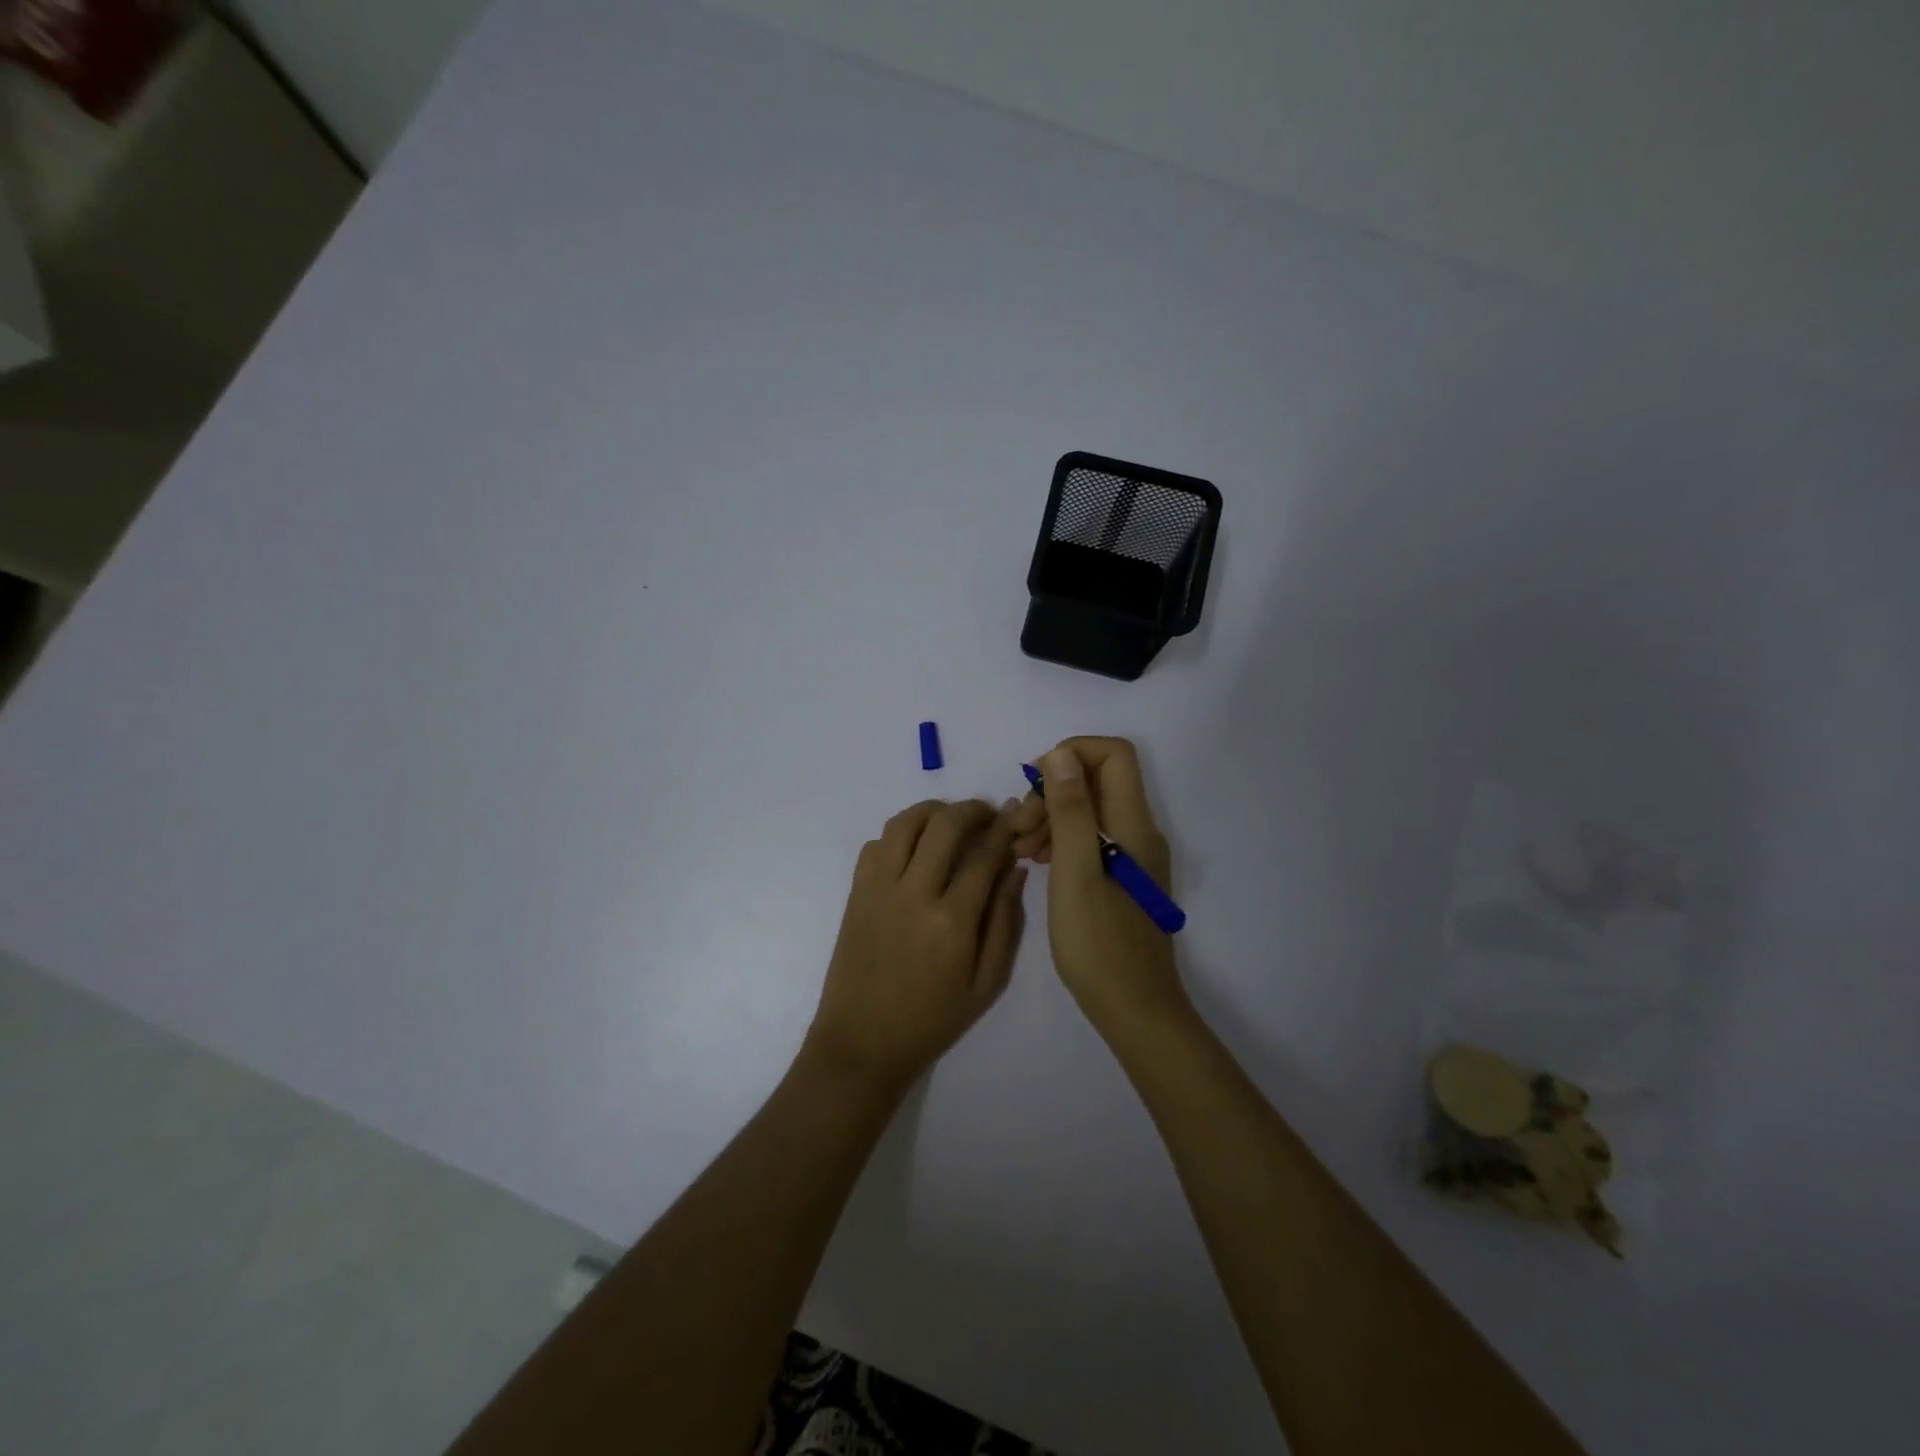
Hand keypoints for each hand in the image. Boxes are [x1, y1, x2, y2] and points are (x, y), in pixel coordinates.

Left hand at [804, 799, 1027, 1091]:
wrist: (861, 1043)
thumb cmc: (931, 1020)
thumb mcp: (986, 983)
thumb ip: (1004, 923)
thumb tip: (1015, 872)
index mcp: (952, 921)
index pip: (984, 855)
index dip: (1004, 831)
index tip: (1015, 821)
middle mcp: (913, 893)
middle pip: (944, 824)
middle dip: (972, 809)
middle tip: (988, 815)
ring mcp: (878, 888)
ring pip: (904, 823)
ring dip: (933, 811)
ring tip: (951, 820)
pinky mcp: (855, 892)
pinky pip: (875, 844)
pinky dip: (898, 835)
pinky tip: (915, 849)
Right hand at [1010, 738, 1188, 1033]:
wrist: (1134, 1010)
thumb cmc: (1100, 944)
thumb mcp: (1076, 872)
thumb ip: (1070, 810)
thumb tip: (1061, 753)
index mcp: (1133, 824)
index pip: (1113, 754)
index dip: (1071, 754)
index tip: (1035, 785)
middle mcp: (1139, 832)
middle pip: (1097, 780)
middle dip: (1052, 791)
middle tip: (1020, 828)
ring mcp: (1133, 856)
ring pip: (1090, 810)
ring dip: (1051, 817)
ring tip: (1020, 849)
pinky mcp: (1122, 878)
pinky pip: (1090, 839)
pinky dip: (1060, 840)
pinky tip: (1036, 863)